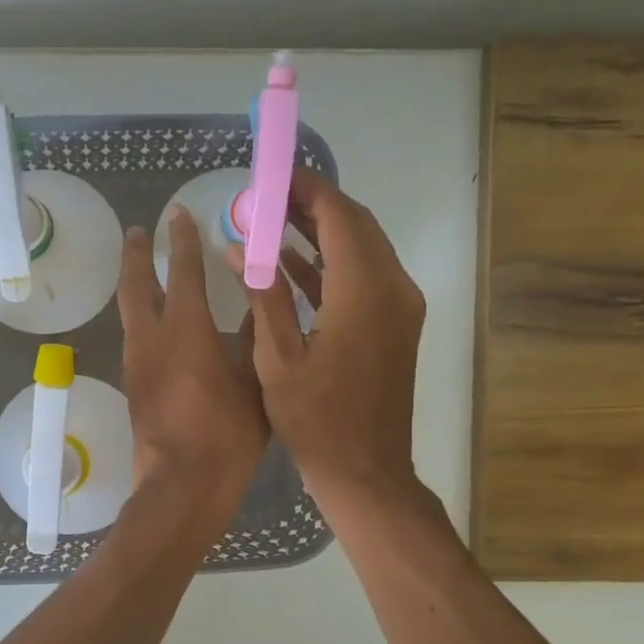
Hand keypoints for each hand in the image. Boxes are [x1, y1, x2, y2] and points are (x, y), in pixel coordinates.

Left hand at [118, 208, 268, 521]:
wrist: (182, 486)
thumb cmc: (226, 435)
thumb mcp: (255, 382)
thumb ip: (254, 340)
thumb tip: (255, 308)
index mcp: (186, 330)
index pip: (182, 271)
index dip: (182, 240)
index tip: (178, 215)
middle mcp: (152, 339)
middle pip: (135, 285)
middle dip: (137, 254)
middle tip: (138, 232)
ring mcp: (136, 364)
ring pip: (129, 313)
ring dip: (133, 286)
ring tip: (140, 271)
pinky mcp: (134, 388)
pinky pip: (134, 339)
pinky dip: (140, 318)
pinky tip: (153, 325)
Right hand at [229, 168, 424, 513]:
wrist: (365, 471)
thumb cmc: (316, 421)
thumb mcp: (277, 359)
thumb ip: (263, 295)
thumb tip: (243, 247)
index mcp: (364, 292)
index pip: (338, 217)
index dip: (305, 189)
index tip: (272, 172)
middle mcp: (393, 288)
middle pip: (356, 225)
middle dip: (312, 205)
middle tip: (267, 196)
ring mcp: (401, 307)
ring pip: (363, 249)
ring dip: (322, 232)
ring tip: (272, 220)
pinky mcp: (396, 325)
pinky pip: (365, 277)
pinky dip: (331, 265)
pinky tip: (291, 262)